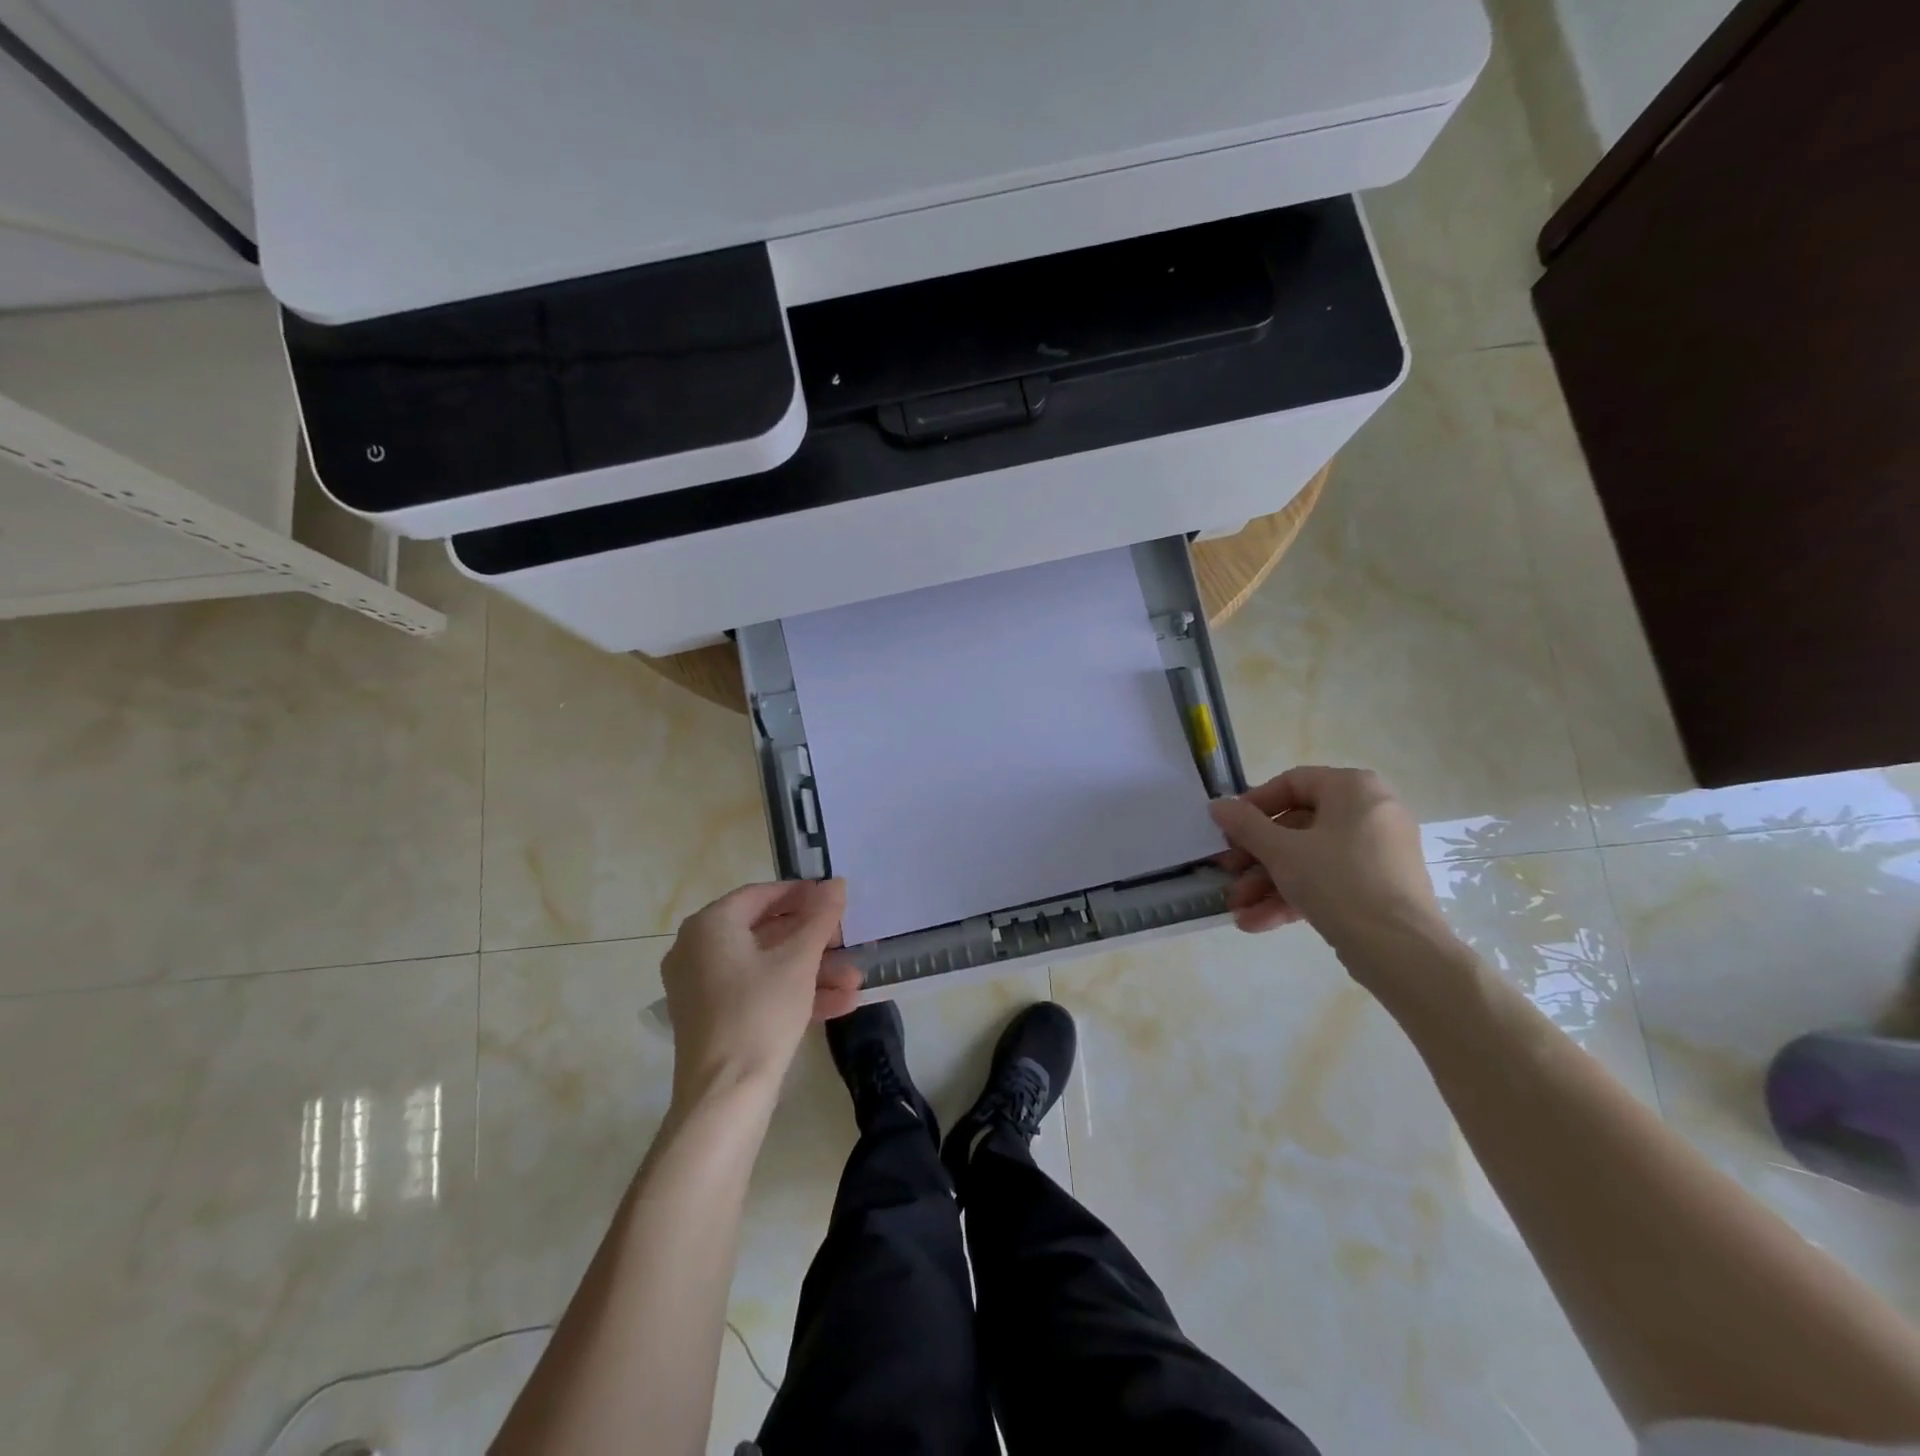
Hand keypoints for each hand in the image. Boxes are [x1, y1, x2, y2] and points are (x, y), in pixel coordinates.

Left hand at [660, 879, 863, 1101]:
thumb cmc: (760, 1013)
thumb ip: (820, 917)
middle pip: (765, 932)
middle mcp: (698, 950)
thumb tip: (836, 883)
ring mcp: (703, 987)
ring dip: (813, 971)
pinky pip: (758, 993)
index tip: (834, 898)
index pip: (760, 895)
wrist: (725, 1097)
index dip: (801, 894)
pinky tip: (840, 1004)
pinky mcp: (714, 1019)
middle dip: (814, 940)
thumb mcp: (798, 961)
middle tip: (847, 941)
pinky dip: (794, 994)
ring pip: (766, 966)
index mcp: (709, 926)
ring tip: (855, 981)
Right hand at [1208, 767, 1456, 970]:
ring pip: (1309, 858)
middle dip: (1256, 856)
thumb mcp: (1281, 851)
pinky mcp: (1378, 887)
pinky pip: (1328, 881)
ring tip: (1237, 908)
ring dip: (1268, 883)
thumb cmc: (1338, 882)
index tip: (1228, 830)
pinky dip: (1294, 897)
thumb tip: (1217, 805)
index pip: (1292, 783)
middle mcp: (1370, 812)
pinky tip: (1256, 922)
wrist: (1400, 950)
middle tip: (1227, 873)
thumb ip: (1245, 825)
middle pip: (1297, 826)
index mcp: (1353, 789)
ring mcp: (1376, 852)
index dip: (1253, 806)